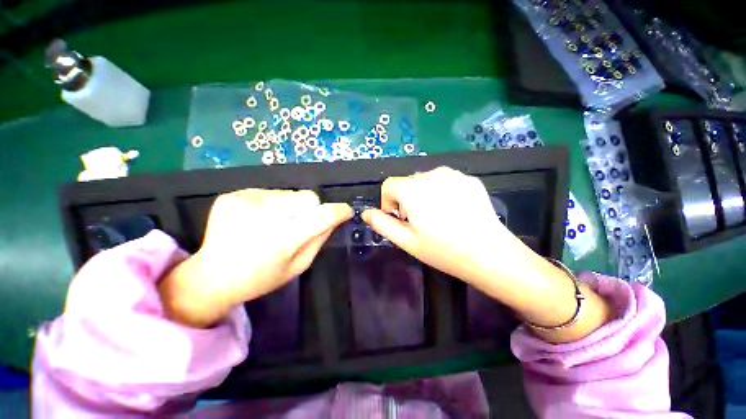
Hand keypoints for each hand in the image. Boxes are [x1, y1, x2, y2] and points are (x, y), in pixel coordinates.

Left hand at [159, 189, 351, 327]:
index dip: (337, 211)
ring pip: (289, 193)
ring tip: (274, 224)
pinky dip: (271, 204)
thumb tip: (335, 217)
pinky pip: (269, 192)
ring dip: (290, 206)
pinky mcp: (233, 195)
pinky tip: (257, 220)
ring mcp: (244, 202)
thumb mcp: (298, 266)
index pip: (321, 216)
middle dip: (310, 209)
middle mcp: (263, 217)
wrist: (211, 276)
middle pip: (307, 197)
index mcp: (281, 241)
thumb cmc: (260, 278)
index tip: (345, 211)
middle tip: (298, 225)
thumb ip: (319, 240)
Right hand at [361, 166, 537, 289]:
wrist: (489, 254)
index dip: (388, 202)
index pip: (388, 185)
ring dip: (423, 194)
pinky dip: (442, 191)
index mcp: (413, 188)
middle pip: (407, 182)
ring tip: (437, 216)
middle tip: (420, 222)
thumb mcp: (406, 240)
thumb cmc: (442, 250)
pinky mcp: (469, 179)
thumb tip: (366, 213)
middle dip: (406, 199)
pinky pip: (445, 181)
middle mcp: (431, 174)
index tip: (400, 219)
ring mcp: (453, 174)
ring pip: (426, 180)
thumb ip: (381, 224)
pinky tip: (454, 210)